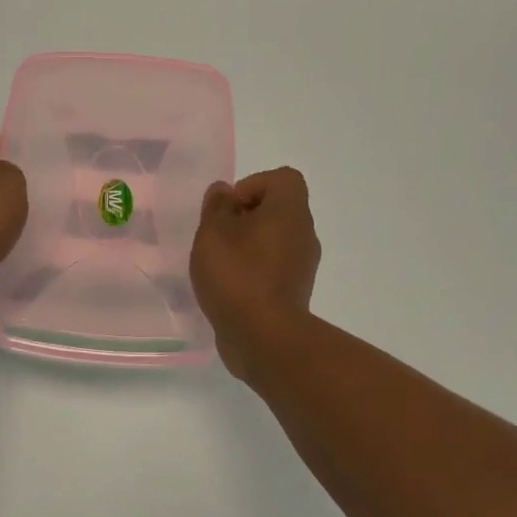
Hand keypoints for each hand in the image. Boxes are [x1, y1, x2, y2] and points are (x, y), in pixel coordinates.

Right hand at [190, 167, 320, 379]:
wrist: (264, 337)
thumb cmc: (237, 275)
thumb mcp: (213, 233)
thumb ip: (216, 207)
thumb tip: (224, 192)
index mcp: (290, 211)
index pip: (282, 179)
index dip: (252, 185)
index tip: (228, 209)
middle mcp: (304, 233)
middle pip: (277, 210)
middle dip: (244, 219)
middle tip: (217, 238)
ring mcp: (302, 265)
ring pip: (274, 241)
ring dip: (247, 247)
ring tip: (219, 266)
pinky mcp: (294, 292)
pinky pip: (273, 268)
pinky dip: (253, 272)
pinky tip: (229, 289)